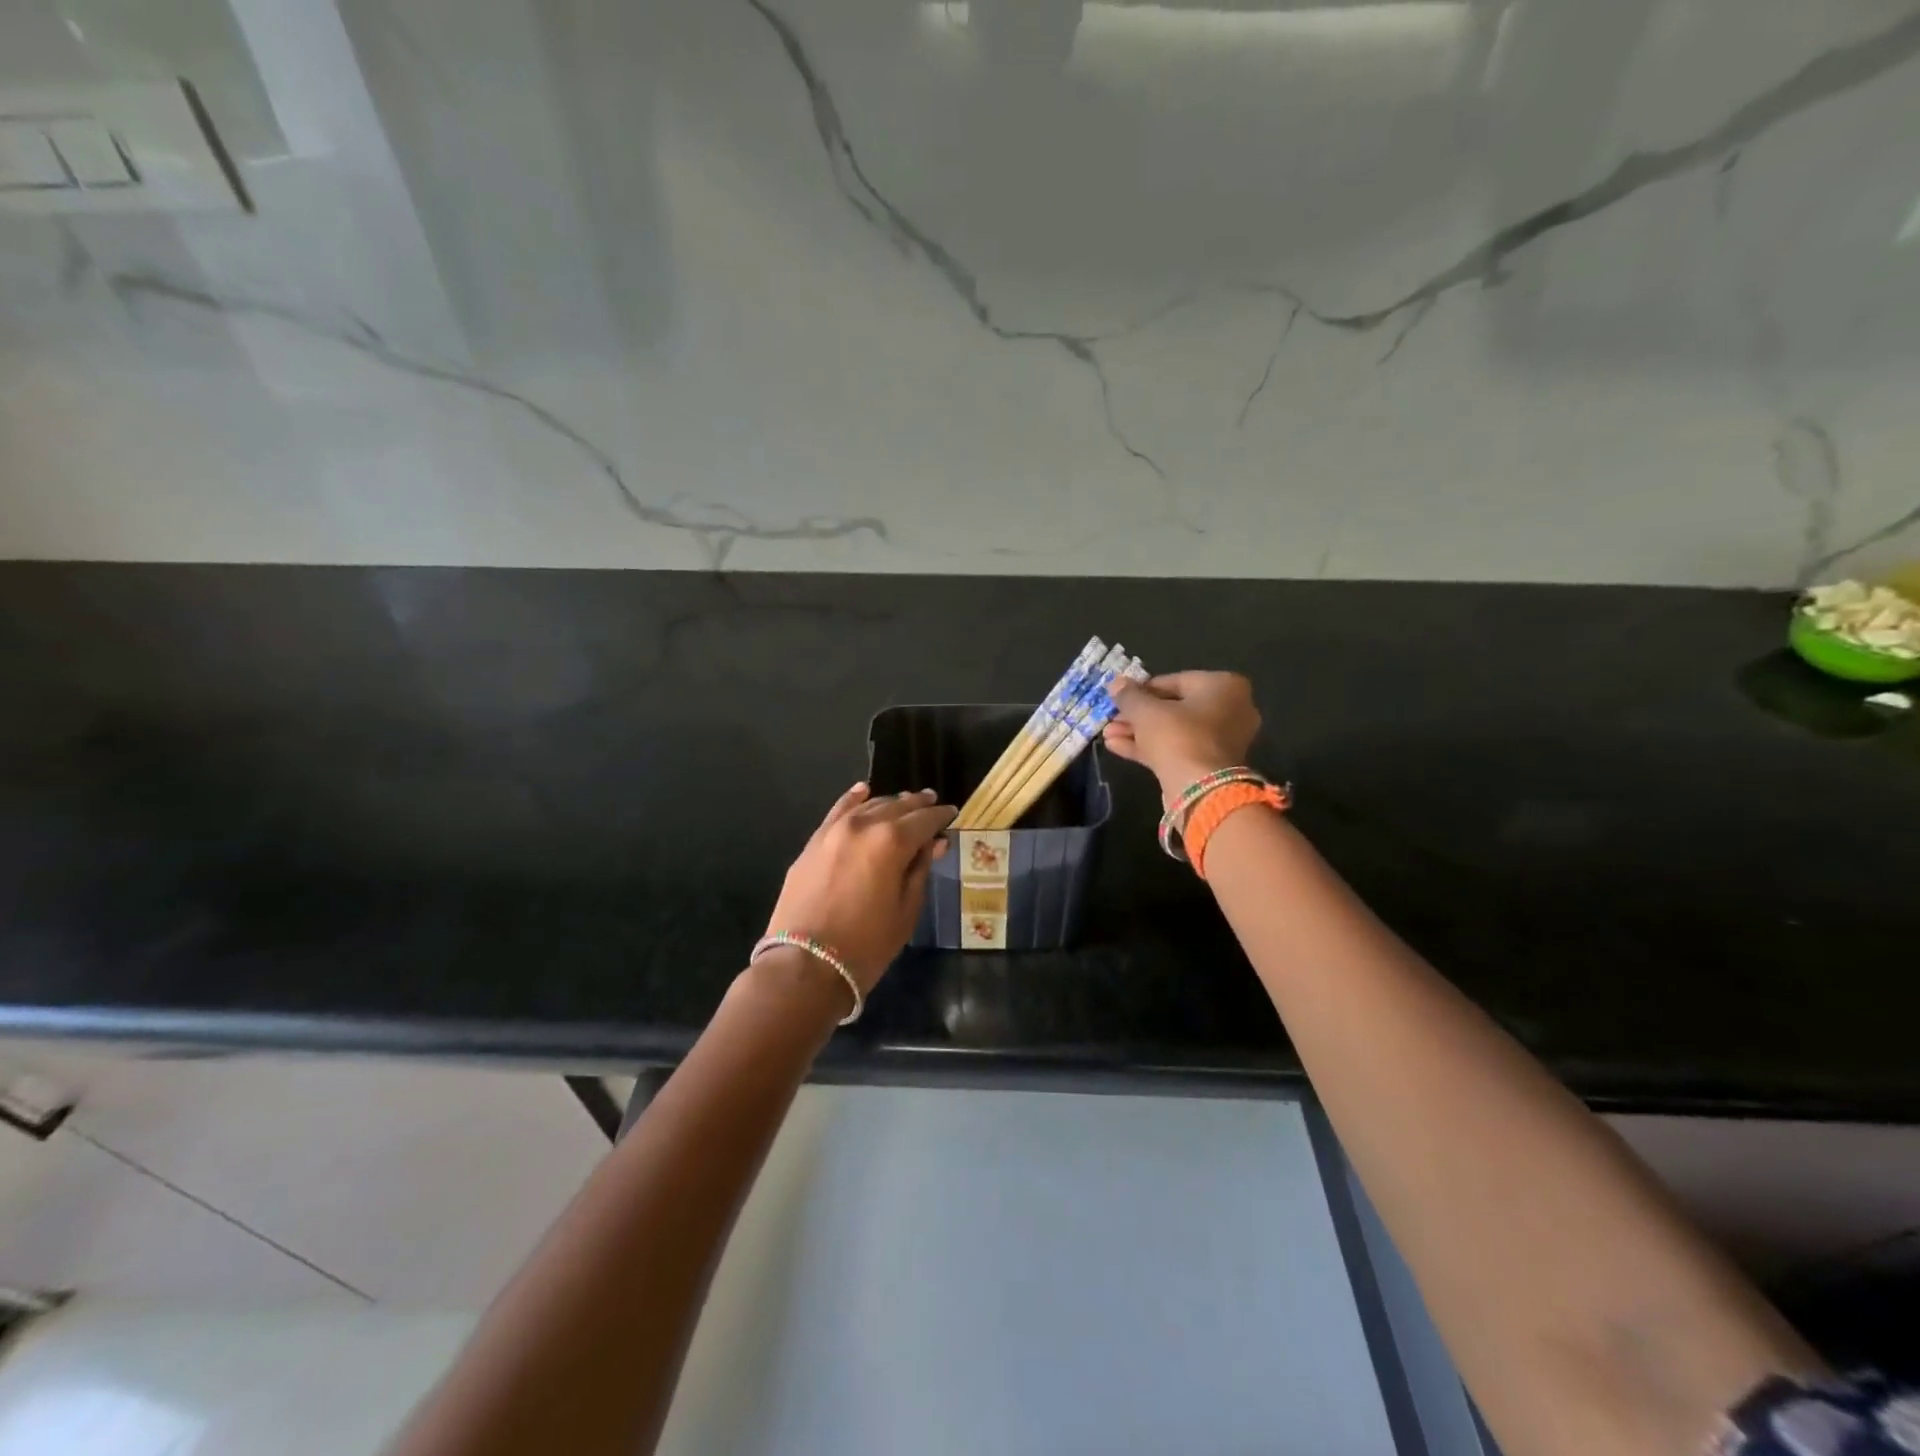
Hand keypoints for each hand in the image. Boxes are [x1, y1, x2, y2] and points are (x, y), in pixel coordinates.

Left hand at [763, 784, 953, 991]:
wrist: (805, 964)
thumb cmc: (867, 944)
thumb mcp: (906, 910)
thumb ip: (920, 869)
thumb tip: (933, 843)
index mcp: (892, 841)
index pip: (924, 820)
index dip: (941, 816)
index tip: (951, 813)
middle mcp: (863, 825)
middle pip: (897, 806)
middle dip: (917, 805)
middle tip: (932, 803)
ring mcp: (833, 831)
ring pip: (868, 806)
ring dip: (889, 803)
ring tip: (904, 802)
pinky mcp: (813, 843)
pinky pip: (837, 812)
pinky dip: (853, 800)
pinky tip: (863, 791)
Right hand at [1103, 672, 1261, 799]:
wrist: (1200, 790)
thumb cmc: (1178, 736)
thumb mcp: (1146, 711)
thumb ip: (1129, 695)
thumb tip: (1116, 683)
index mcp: (1223, 686)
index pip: (1174, 681)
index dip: (1142, 689)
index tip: (1119, 697)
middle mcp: (1230, 709)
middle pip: (1173, 707)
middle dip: (1138, 714)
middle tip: (1111, 718)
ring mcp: (1221, 740)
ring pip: (1173, 730)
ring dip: (1139, 732)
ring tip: (1107, 734)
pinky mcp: (1210, 764)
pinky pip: (1178, 748)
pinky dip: (1150, 747)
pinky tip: (1116, 746)